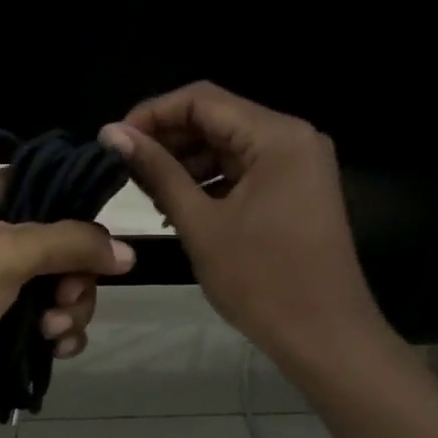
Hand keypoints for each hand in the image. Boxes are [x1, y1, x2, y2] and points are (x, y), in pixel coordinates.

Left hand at [0, 173, 134, 386]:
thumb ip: (71, 245)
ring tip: (52, 336)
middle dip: (76, 285)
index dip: (86, 224)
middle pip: (67, 250)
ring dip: (67, 314)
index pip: (62, 193)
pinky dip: (52, 333)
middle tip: (63, 307)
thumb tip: (127, 252)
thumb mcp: (7, 255)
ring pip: (57, 288)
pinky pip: (39, 317)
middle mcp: (1, 230)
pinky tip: (54, 351)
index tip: (97, 256)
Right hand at [100, 82, 389, 366]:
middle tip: (125, 170)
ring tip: (149, 194)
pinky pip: (246, 171)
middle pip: (217, 119)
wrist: (325, 337)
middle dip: (168, 140)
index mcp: (276, 136)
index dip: (152, 114)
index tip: (113, 141)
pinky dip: (212, 182)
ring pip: (230, 146)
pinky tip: (180, 207)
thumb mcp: (200, 223)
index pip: (201, 100)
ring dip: (187, 163)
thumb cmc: (261, 281)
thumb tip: (112, 133)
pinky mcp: (297, 190)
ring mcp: (300, 164)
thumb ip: (157, 172)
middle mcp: (294, 137)